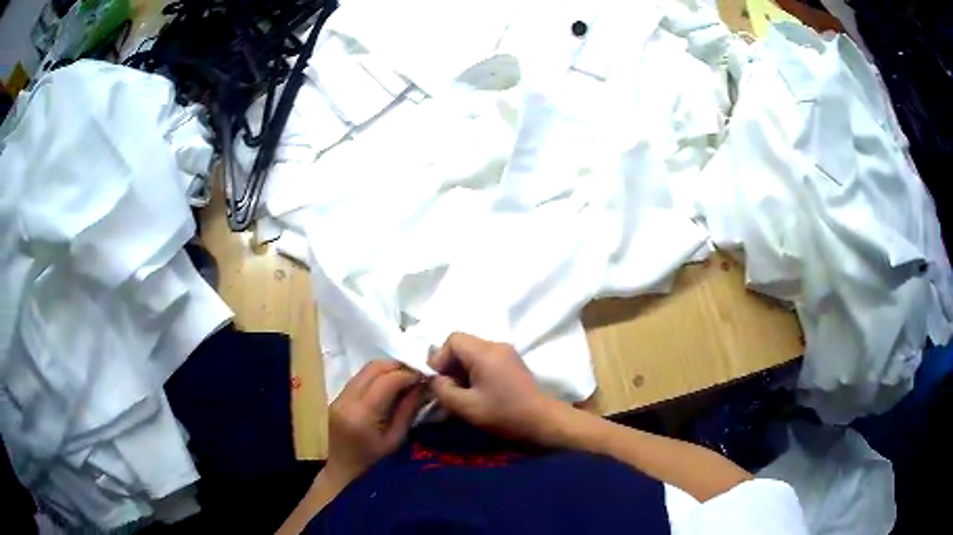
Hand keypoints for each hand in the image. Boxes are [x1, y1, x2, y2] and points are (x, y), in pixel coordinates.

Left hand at [325, 361, 424, 486]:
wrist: (344, 474)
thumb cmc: (375, 464)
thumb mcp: (396, 440)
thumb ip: (408, 410)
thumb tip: (423, 385)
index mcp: (362, 414)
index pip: (387, 380)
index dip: (409, 374)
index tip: (426, 377)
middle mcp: (347, 400)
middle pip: (374, 368)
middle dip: (398, 366)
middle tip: (418, 374)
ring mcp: (339, 397)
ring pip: (365, 369)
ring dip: (387, 369)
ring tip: (406, 378)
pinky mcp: (338, 398)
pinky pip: (359, 378)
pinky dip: (377, 376)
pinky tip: (390, 386)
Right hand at [428, 332, 556, 442]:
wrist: (542, 421)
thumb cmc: (503, 414)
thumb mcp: (466, 407)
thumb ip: (443, 390)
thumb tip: (438, 380)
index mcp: (485, 352)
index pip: (453, 339)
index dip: (440, 357)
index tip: (440, 380)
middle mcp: (497, 345)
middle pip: (464, 344)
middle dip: (451, 364)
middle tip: (449, 387)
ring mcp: (507, 352)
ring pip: (474, 352)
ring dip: (462, 368)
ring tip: (462, 391)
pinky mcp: (512, 362)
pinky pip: (486, 358)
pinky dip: (475, 370)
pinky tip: (477, 391)